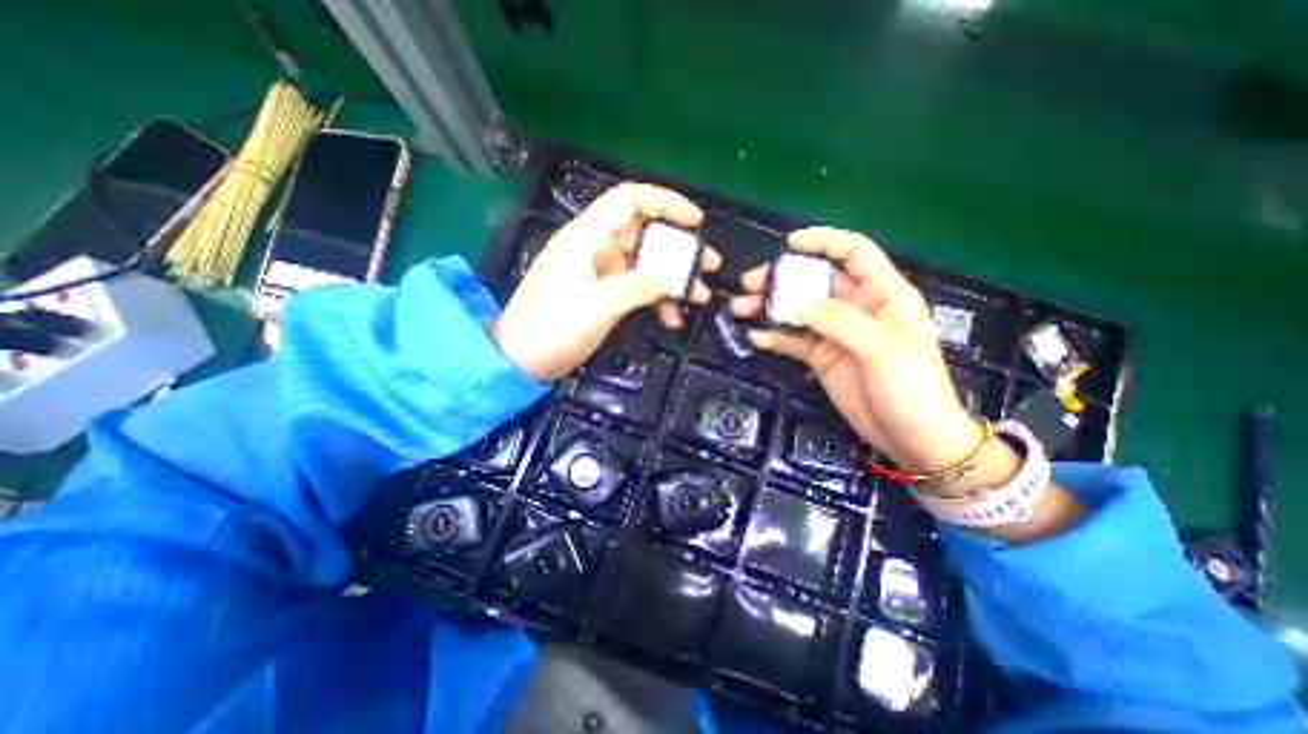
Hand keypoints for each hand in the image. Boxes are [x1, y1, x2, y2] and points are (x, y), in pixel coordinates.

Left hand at [491, 182, 720, 381]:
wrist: (521, 360)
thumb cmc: (552, 328)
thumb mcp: (597, 306)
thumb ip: (637, 287)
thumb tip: (668, 278)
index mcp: (586, 238)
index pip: (629, 201)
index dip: (665, 203)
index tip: (696, 222)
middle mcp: (595, 249)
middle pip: (643, 235)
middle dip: (678, 248)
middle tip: (709, 265)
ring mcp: (600, 273)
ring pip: (644, 264)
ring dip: (672, 278)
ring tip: (700, 295)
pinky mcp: (603, 295)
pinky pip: (636, 288)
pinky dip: (655, 299)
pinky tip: (671, 317)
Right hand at [732, 228, 976, 473]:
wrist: (911, 438)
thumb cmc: (910, 388)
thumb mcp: (880, 348)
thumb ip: (839, 320)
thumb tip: (796, 301)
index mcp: (882, 294)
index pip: (854, 253)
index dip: (823, 242)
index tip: (789, 244)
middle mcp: (856, 308)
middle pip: (815, 282)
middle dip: (781, 279)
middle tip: (749, 284)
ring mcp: (836, 334)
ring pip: (798, 311)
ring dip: (769, 308)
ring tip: (740, 309)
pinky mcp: (822, 358)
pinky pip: (794, 341)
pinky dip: (774, 338)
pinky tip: (756, 339)